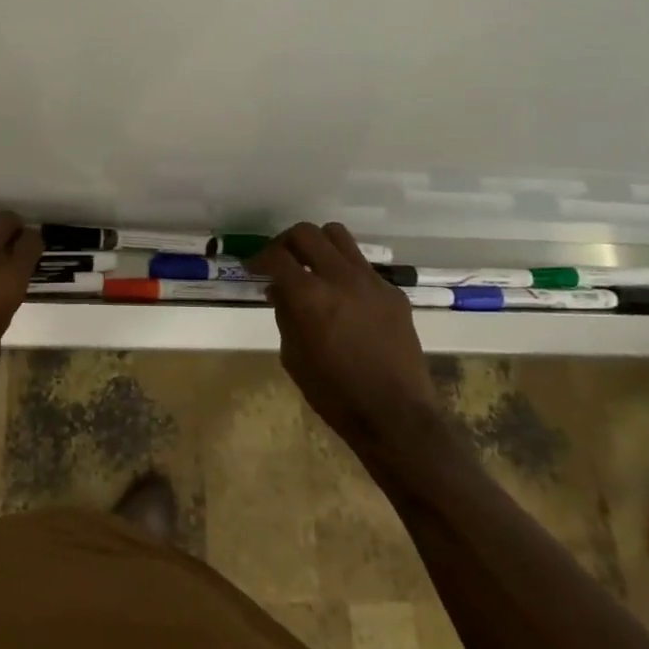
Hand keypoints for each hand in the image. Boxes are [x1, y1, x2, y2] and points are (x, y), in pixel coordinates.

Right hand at [252, 223, 439, 458]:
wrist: (396, 415)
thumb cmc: (335, 394)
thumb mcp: (293, 357)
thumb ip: (284, 314)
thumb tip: (279, 289)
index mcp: (310, 296)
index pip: (277, 256)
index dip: (259, 258)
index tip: (252, 267)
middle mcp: (340, 277)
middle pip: (307, 233)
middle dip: (286, 242)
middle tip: (280, 260)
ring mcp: (370, 281)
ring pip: (338, 236)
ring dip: (318, 245)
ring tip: (312, 265)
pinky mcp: (392, 292)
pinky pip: (362, 266)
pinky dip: (345, 272)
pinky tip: (344, 298)